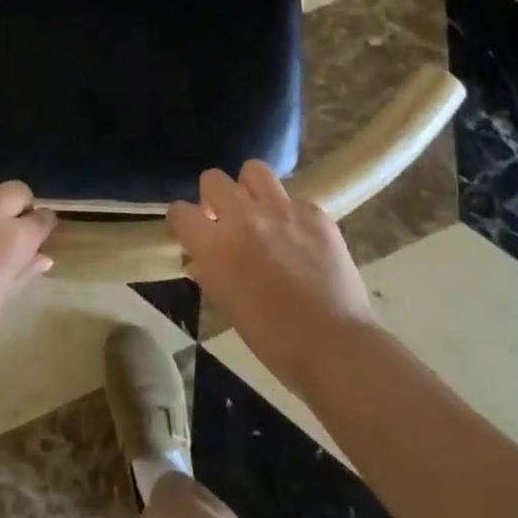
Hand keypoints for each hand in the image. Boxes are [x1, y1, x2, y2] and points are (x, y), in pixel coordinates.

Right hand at [170, 162, 376, 397]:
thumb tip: (201, 256)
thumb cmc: (274, 341)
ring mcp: (282, 210)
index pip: (181, 211)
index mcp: (216, 247)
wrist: (336, 347)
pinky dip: (291, 214)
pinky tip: (300, 238)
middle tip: (226, 219)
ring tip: (260, 212)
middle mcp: (244, 218)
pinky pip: (294, 199)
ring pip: (253, 170)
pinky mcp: (315, 213)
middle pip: (213, 179)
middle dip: (214, 196)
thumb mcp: (228, 306)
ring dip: (250, 189)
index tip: (193, 231)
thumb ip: (210, 271)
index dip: (184, 221)